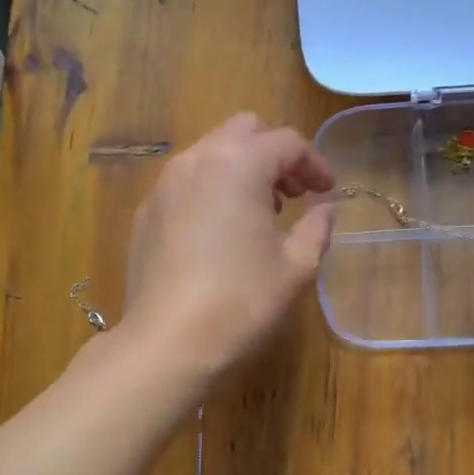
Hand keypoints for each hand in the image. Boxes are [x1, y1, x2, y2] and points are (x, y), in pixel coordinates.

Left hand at [123, 113, 336, 374]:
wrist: (168, 342)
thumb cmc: (242, 301)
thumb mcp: (296, 267)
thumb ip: (317, 228)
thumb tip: (326, 210)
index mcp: (239, 163)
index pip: (286, 142)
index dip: (315, 164)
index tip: (327, 192)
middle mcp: (197, 160)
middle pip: (244, 132)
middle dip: (275, 155)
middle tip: (294, 194)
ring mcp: (164, 184)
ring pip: (211, 153)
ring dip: (241, 170)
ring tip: (260, 213)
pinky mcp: (146, 212)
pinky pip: (186, 182)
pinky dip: (211, 189)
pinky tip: (221, 231)